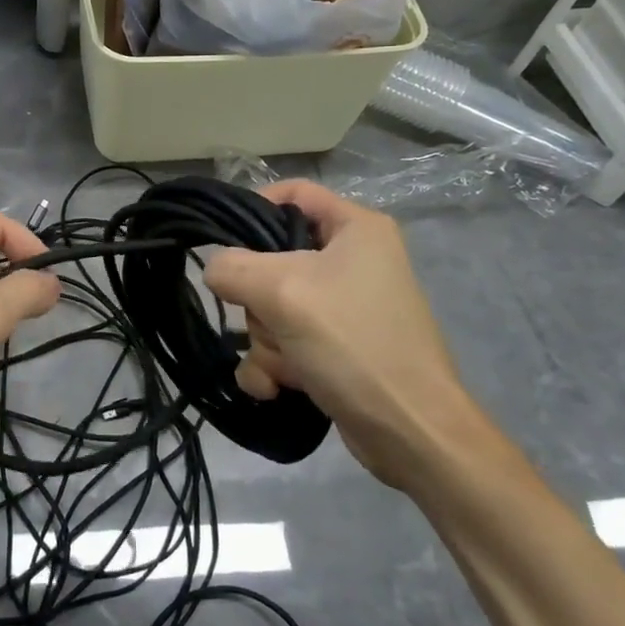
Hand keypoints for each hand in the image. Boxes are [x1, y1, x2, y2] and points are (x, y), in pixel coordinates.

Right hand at [202, 181, 479, 489]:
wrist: (410, 432)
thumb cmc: (353, 343)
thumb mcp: (282, 292)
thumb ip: (233, 268)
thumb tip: (214, 270)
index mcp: (356, 228)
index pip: (293, 193)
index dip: (253, 207)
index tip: (223, 239)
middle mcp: (352, 261)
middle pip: (273, 260)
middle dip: (259, 303)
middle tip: (271, 323)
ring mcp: (344, 308)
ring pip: (272, 308)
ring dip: (266, 342)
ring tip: (283, 368)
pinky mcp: (336, 348)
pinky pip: (284, 343)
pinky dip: (274, 365)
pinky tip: (276, 388)